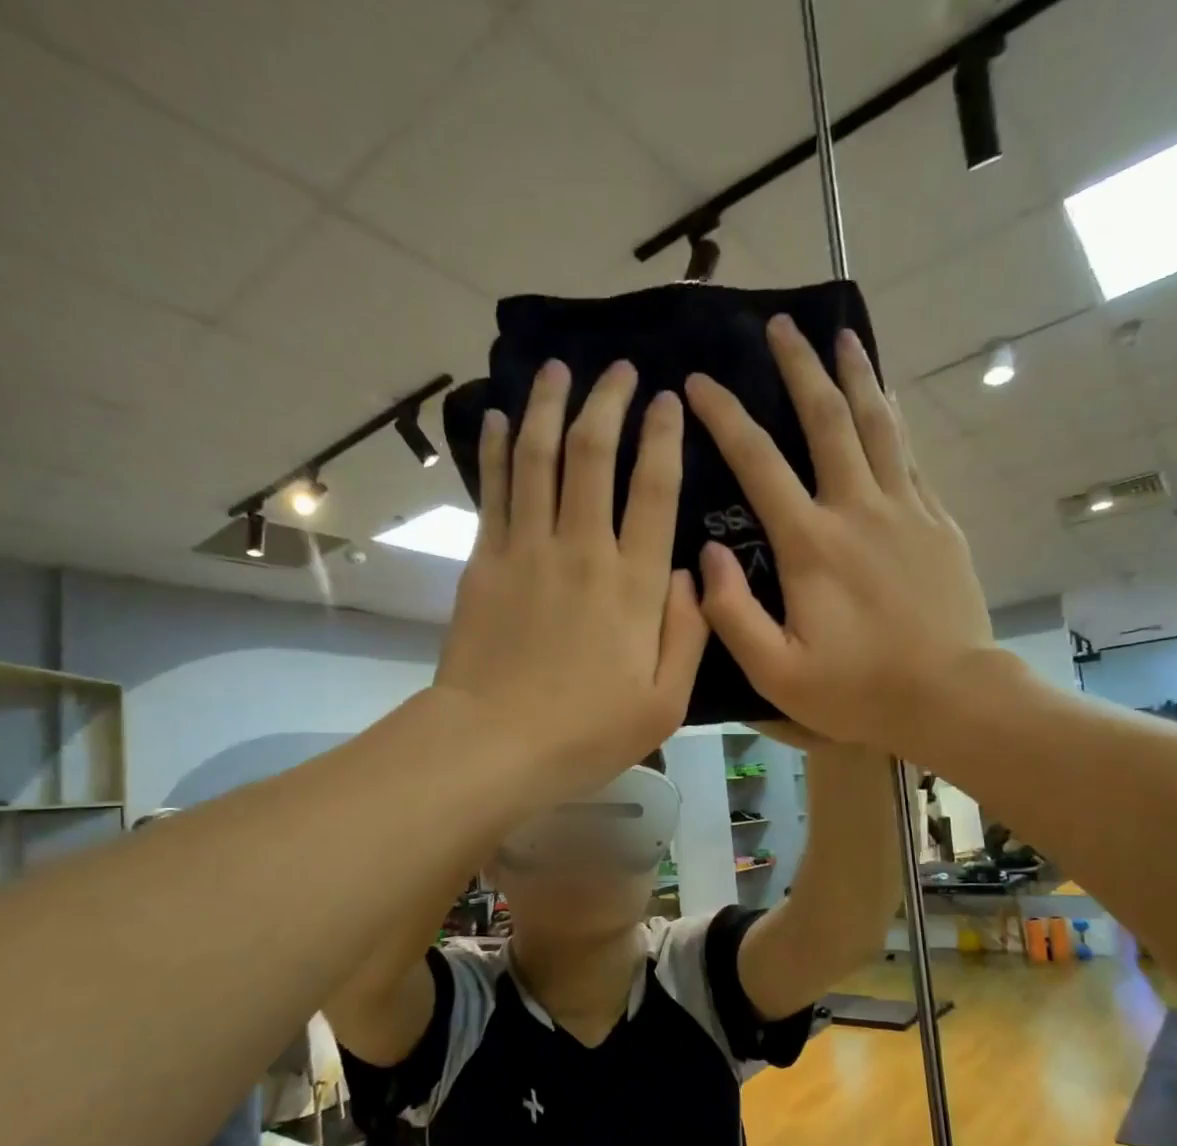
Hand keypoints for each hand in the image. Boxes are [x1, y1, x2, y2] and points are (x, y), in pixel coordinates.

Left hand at [434, 359, 706, 795]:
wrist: (494, 745)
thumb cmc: (587, 733)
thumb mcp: (664, 703)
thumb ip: (688, 634)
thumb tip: (691, 574)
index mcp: (634, 584)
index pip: (654, 489)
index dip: (663, 436)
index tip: (669, 400)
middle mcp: (582, 549)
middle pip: (593, 454)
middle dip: (608, 402)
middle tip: (619, 371)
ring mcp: (527, 550)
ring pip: (539, 456)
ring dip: (549, 405)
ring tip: (557, 369)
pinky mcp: (485, 561)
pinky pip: (494, 490)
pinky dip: (499, 448)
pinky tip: (502, 418)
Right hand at [684, 316, 995, 760]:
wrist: (950, 696)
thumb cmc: (857, 689)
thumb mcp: (776, 671)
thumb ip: (732, 613)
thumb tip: (706, 555)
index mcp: (810, 544)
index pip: (758, 462)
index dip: (725, 416)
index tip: (701, 382)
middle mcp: (857, 509)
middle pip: (826, 419)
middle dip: (799, 367)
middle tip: (780, 325)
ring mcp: (905, 510)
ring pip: (878, 424)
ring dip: (855, 375)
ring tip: (842, 334)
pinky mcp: (937, 522)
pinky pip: (910, 456)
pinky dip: (893, 420)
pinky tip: (886, 402)